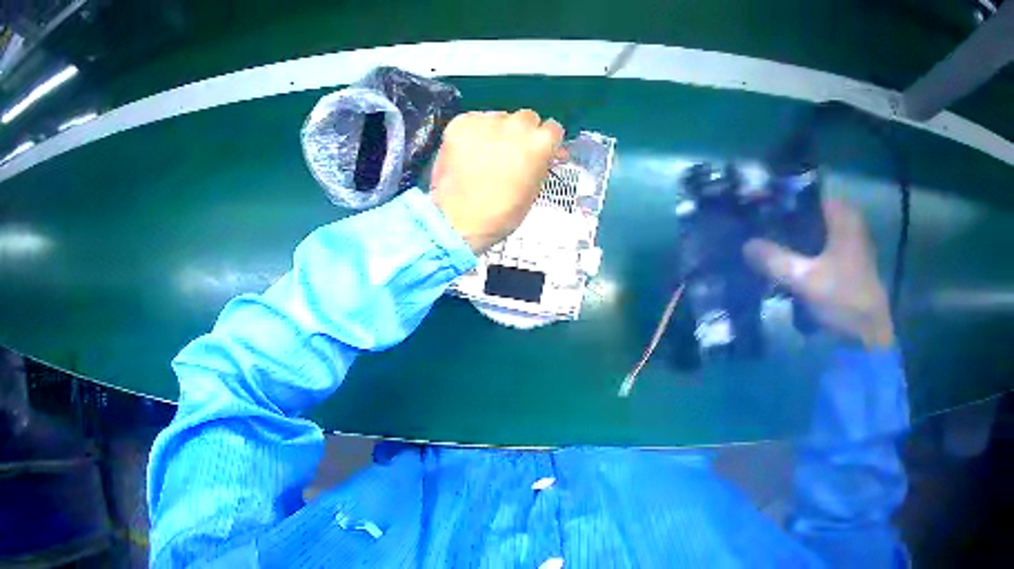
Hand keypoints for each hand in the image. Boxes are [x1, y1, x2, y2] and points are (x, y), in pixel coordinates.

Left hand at [430, 110, 563, 253]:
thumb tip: (550, 153)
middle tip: (510, 153)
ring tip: (485, 153)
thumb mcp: (534, 189)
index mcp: (540, 142)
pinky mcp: (460, 123)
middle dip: (521, 132)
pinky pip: (473, 121)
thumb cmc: (501, 214)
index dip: (545, 140)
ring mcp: (486, 121)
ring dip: (496, 130)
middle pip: (526, 118)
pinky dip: (472, 132)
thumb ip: (542, 163)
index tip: (537, 150)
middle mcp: (516, 125)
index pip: (553, 127)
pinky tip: (467, 151)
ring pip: (498, 117)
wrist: (457, 220)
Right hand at [743, 199, 894, 348]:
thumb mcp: (805, 280)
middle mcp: (848, 219)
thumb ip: (776, 260)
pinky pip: (822, 246)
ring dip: (795, 238)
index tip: (757, 210)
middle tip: (758, 229)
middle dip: (785, 222)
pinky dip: (806, 251)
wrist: (870, 336)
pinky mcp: (850, 260)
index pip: (804, 194)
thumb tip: (745, 245)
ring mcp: (851, 240)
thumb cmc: (843, 300)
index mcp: (842, 214)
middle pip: (809, 213)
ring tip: (768, 245)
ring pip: (815, 231)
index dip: (780, 201)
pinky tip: (790, 262)